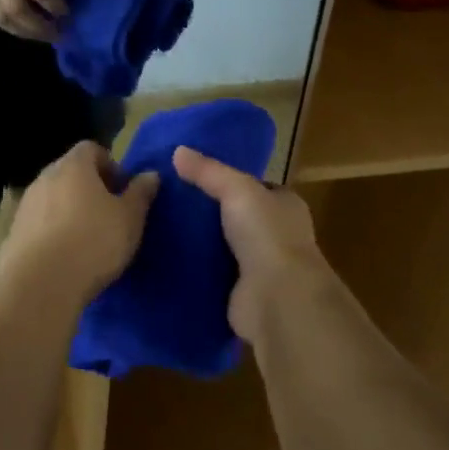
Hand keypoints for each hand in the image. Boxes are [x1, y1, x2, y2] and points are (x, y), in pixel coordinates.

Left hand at [0, 142, 159, 307]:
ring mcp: (25, 204)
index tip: (121, 190)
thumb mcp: (130, 218)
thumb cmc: (93, 242)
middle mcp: (45, 177)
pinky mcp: (13, 232)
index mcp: (73, 166)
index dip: (109, 165)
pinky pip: (39, 222)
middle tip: (108, 213)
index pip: (91, 148)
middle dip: (89, 187)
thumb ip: (140, 193)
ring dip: (69, 209)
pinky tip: (64, 256)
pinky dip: (52, 231)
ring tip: (87, 238)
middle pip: (70, 172)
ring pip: (53, 197)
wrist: (40, 284)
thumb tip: (150, 175)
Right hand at [173, 146, 330, 344]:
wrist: (276, 298)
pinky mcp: (242, 293)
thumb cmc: (266, 234)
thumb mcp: (236, 189)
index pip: (257, 187)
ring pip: (224, 247)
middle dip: (211, 213)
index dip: (230, 181)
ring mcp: (261, 267)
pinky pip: (214, 276)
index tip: (195, 177)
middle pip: (238, 217)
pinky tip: (169, 259)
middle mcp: (278, 235)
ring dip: (202, 243)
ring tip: (163, 228)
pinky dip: (197, 270)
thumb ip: (208, 171)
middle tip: (171, 202)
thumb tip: (178, 151)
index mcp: (285, 205)